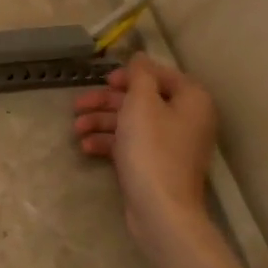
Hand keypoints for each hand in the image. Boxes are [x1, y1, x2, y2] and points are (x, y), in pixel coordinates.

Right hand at [72, 54, 216, 261]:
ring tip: (76, 129)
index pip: (160, 74)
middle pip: (141, 99)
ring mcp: (171, 144)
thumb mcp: (141, 103)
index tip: (105, 80)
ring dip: (102, 122)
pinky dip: (109, 142)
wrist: (160, 210)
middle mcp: (185, 119)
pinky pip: (131, 144)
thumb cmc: (152, 149)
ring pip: (132, 122)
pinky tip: (86, 147)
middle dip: (106, 101)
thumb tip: (140, 57)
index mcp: (191, 100)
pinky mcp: (155, 164)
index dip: (131, 75)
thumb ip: (140, 76)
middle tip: (78, 104)